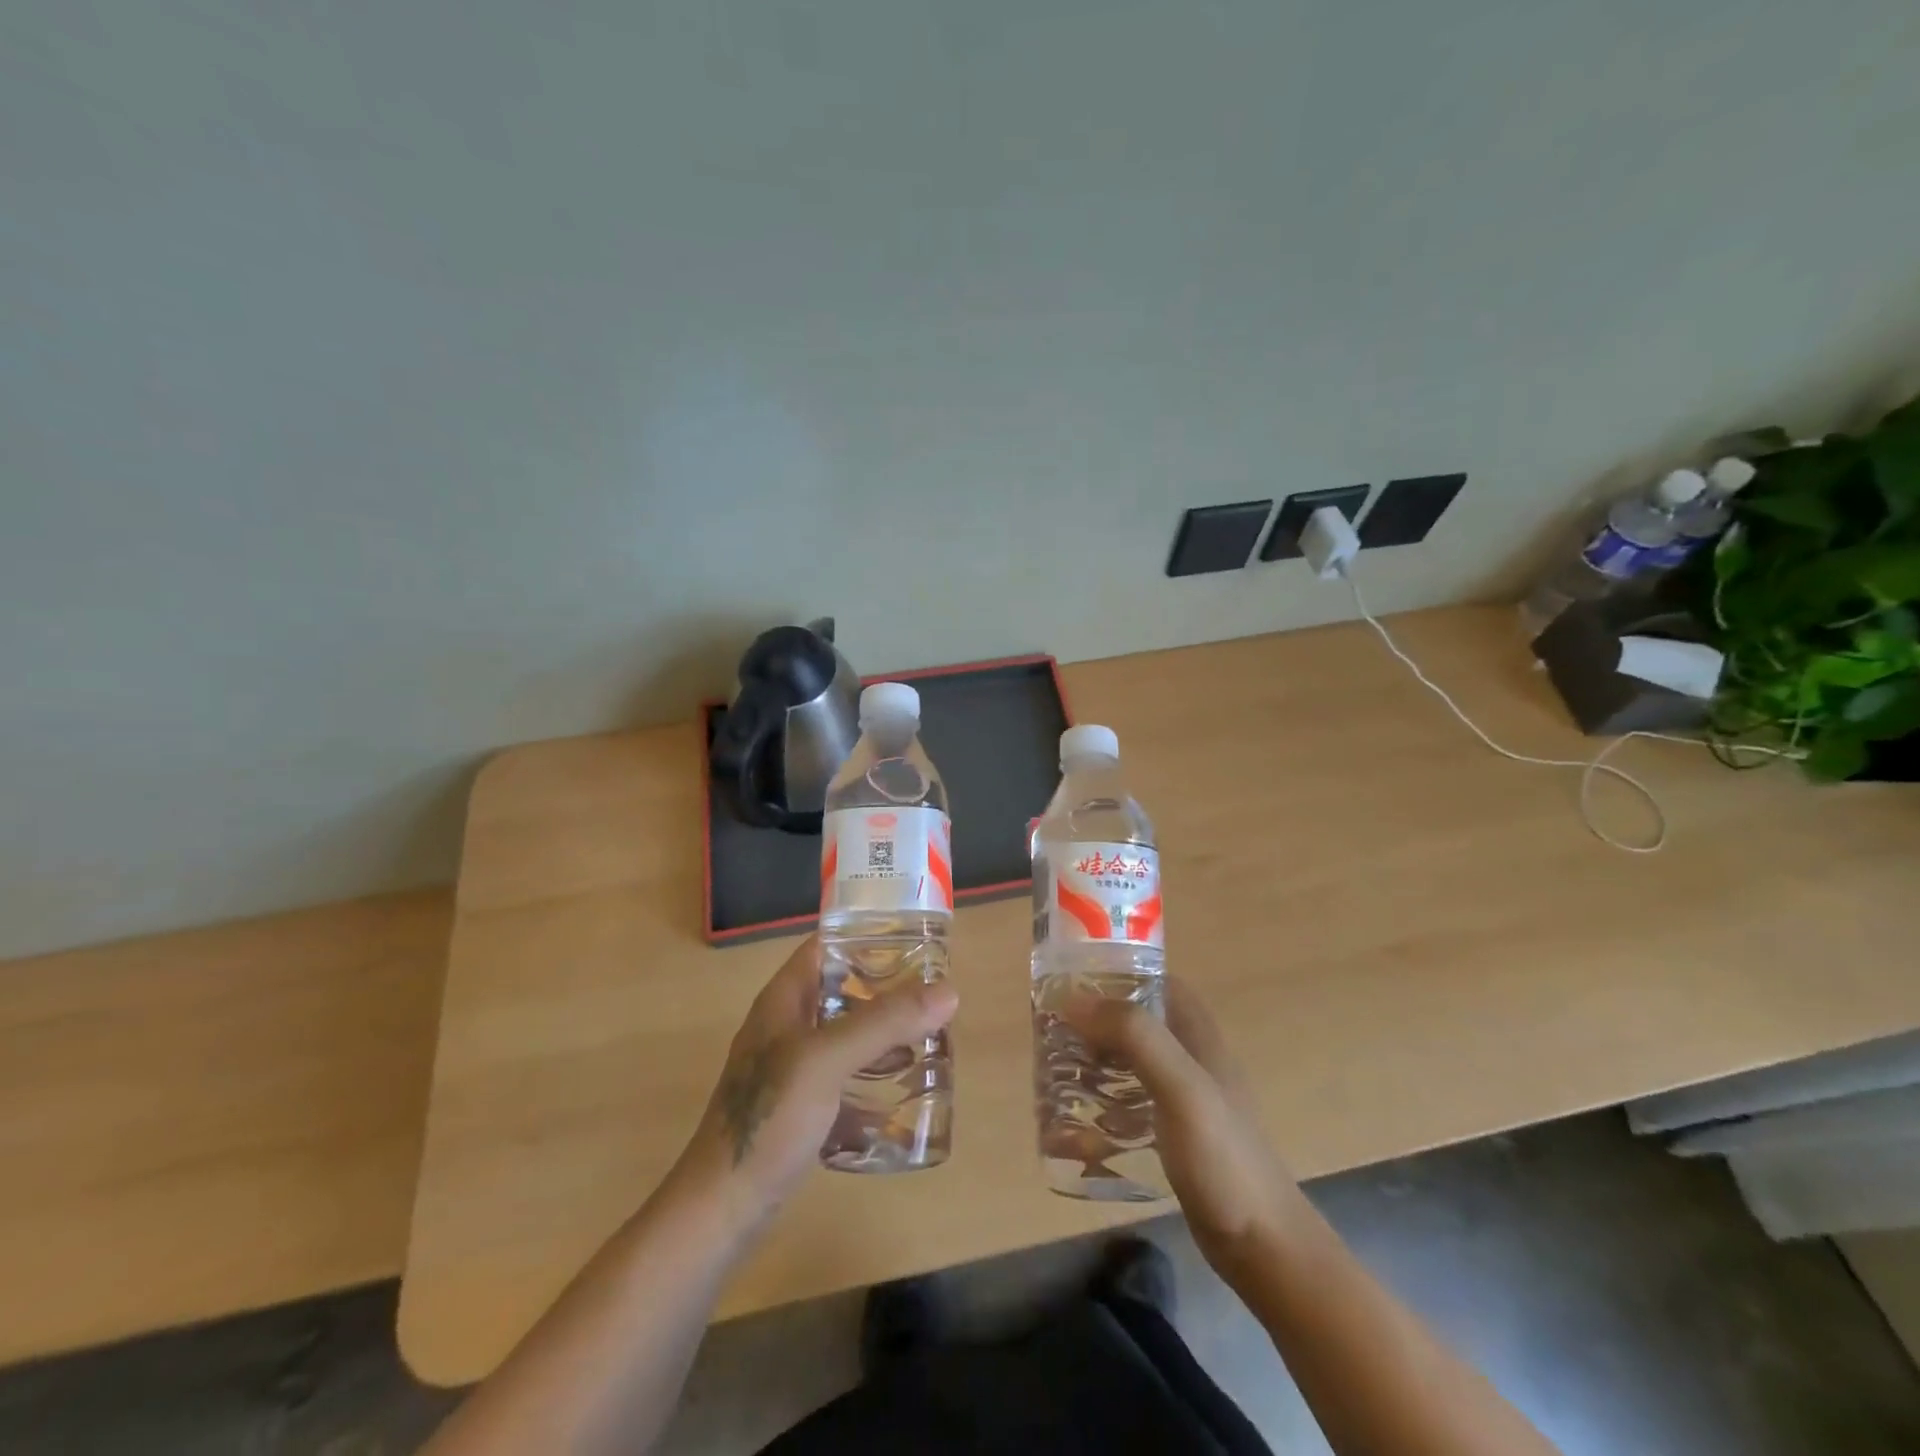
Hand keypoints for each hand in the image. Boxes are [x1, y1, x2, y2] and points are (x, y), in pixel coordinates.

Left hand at [675, 935, 957, 1229]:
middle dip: (887, 989)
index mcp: (784, 999)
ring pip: (846, 1033)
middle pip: (843, 989)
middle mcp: (787, 1024)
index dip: (867, 936)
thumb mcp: (827, 1060)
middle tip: (933, 994)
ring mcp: (792, 1066)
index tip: (915, 942)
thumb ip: (884, 1023)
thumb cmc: (769, 1118)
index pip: (827, 945)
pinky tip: (903, 1089)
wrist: (722, 1207)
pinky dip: (872, 1074)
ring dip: (884, 1032)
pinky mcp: (801, 1104)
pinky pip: (845, 1074)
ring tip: (928, 1036)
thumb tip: (949, 991)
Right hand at [1065, 978, 1297, 1277]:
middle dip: (1096, 1022)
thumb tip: (1076, 999)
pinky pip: (1130, 1107)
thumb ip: (1135, 1036)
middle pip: (1138, 1021)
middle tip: (1054, 1032)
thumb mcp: (1180, 1087)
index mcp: (1198, 1035)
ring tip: (1055, 1074)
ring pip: (1131, 1063)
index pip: (1158, 981)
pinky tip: (1075, 1131)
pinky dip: (1102, 1108)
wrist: (1263, 1247)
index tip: (1074, 982)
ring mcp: (1184, 1100)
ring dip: (1095, 1064)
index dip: (1119, 973)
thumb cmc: (1223, 1158)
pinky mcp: (1174, 1136)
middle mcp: (1192, 1059)